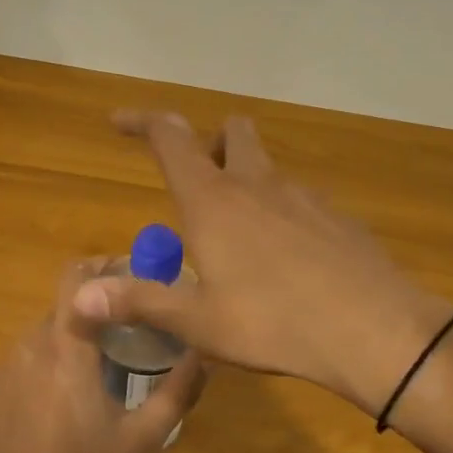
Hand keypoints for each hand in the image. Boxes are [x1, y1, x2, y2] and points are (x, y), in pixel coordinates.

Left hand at [0, 259, 205, 452]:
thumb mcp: (143, 440)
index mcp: (65, 349)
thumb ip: (178, 390)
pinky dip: (31, 382)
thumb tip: (204, 353)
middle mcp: (24, 348)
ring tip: (80, 398)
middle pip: (59, 315)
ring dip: (60, 356)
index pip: (77, 278)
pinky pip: (10, 374)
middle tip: (115, 354)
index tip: (127, 276)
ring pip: (34, 345)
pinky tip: (42, 424)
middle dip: (88, 325)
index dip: (101, 266)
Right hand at [72, 112, 452, 415]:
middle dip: (209, 141)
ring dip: (247, 181)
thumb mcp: (198, 322)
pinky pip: (300, 201)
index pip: (170, 138)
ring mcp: (304, 196)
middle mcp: (258, 184)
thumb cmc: (273, 323)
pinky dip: (282, 213)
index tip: (119, 121)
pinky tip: (287, 261)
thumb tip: (78, 298)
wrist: (373, 330)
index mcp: (214, 200)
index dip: (142, 122)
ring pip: (268, 167)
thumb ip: (139, 302)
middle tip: (197, 180)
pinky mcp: (338, 217)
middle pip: (232, 131)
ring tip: (238, 237)